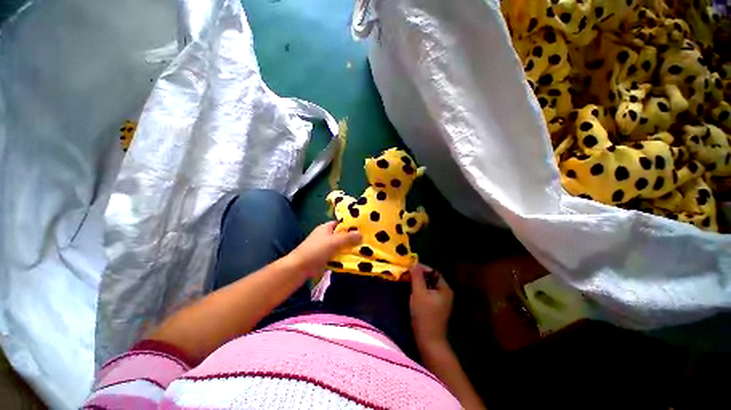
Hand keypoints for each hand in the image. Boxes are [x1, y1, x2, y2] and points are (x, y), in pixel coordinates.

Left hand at [286, 221, 360, 277]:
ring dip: (350, 249)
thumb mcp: (334, 242)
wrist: (299, 268)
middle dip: (353, 238)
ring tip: (364, 250)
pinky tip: (355, 259)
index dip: (351, 225)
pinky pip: (338, 255)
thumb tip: (361, 234)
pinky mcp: (326, 258)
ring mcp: (325, 247)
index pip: (341, 223)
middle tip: (366, 241)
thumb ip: (348, 238)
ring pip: (341, 246)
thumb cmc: (316, 250)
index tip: (363, 228)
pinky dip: (345, 257)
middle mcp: (326, 236)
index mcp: (326, 228)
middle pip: (342, 235)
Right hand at [409, 264, 453, 350]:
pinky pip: (427, 293)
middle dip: (418, 275)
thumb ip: (417, 277)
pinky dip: (419, 289)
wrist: (429, 342)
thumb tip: (414, 264)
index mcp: (444, 288)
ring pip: (428, 285)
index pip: (433, 272)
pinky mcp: (435, 307)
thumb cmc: (424, 316)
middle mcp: (445, 293)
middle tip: (406, 274)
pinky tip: (411, 291)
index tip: (409, 267)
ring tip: (406, 280)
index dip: (421, 268)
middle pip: (430, 278)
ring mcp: (441, 301)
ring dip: (418, 282)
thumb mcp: (419, 294)